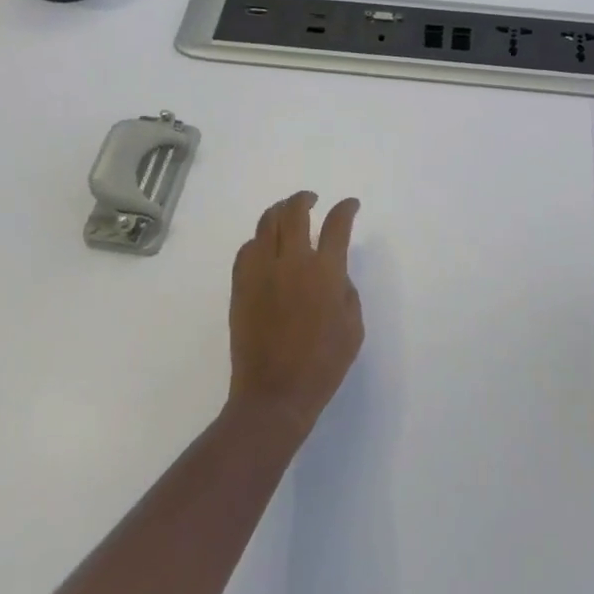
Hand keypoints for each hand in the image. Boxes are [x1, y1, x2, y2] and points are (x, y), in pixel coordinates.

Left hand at [227, 192, 363, 439]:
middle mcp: (291, 262)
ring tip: (287, 213)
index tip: (350, 205)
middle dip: (305, 198)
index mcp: (324, 272)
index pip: (337, 224)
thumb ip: (346, 291)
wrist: (274, 395)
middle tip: (312, 199)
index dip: (346, 208)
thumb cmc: (322, 365)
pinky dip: (258, 239)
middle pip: (294, 211)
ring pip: (266, 223)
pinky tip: (264, 246)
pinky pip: (246, 249)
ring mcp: (261, 272)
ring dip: (279, 211)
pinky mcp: (241, 286)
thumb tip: (333, 272)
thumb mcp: (353, 328)